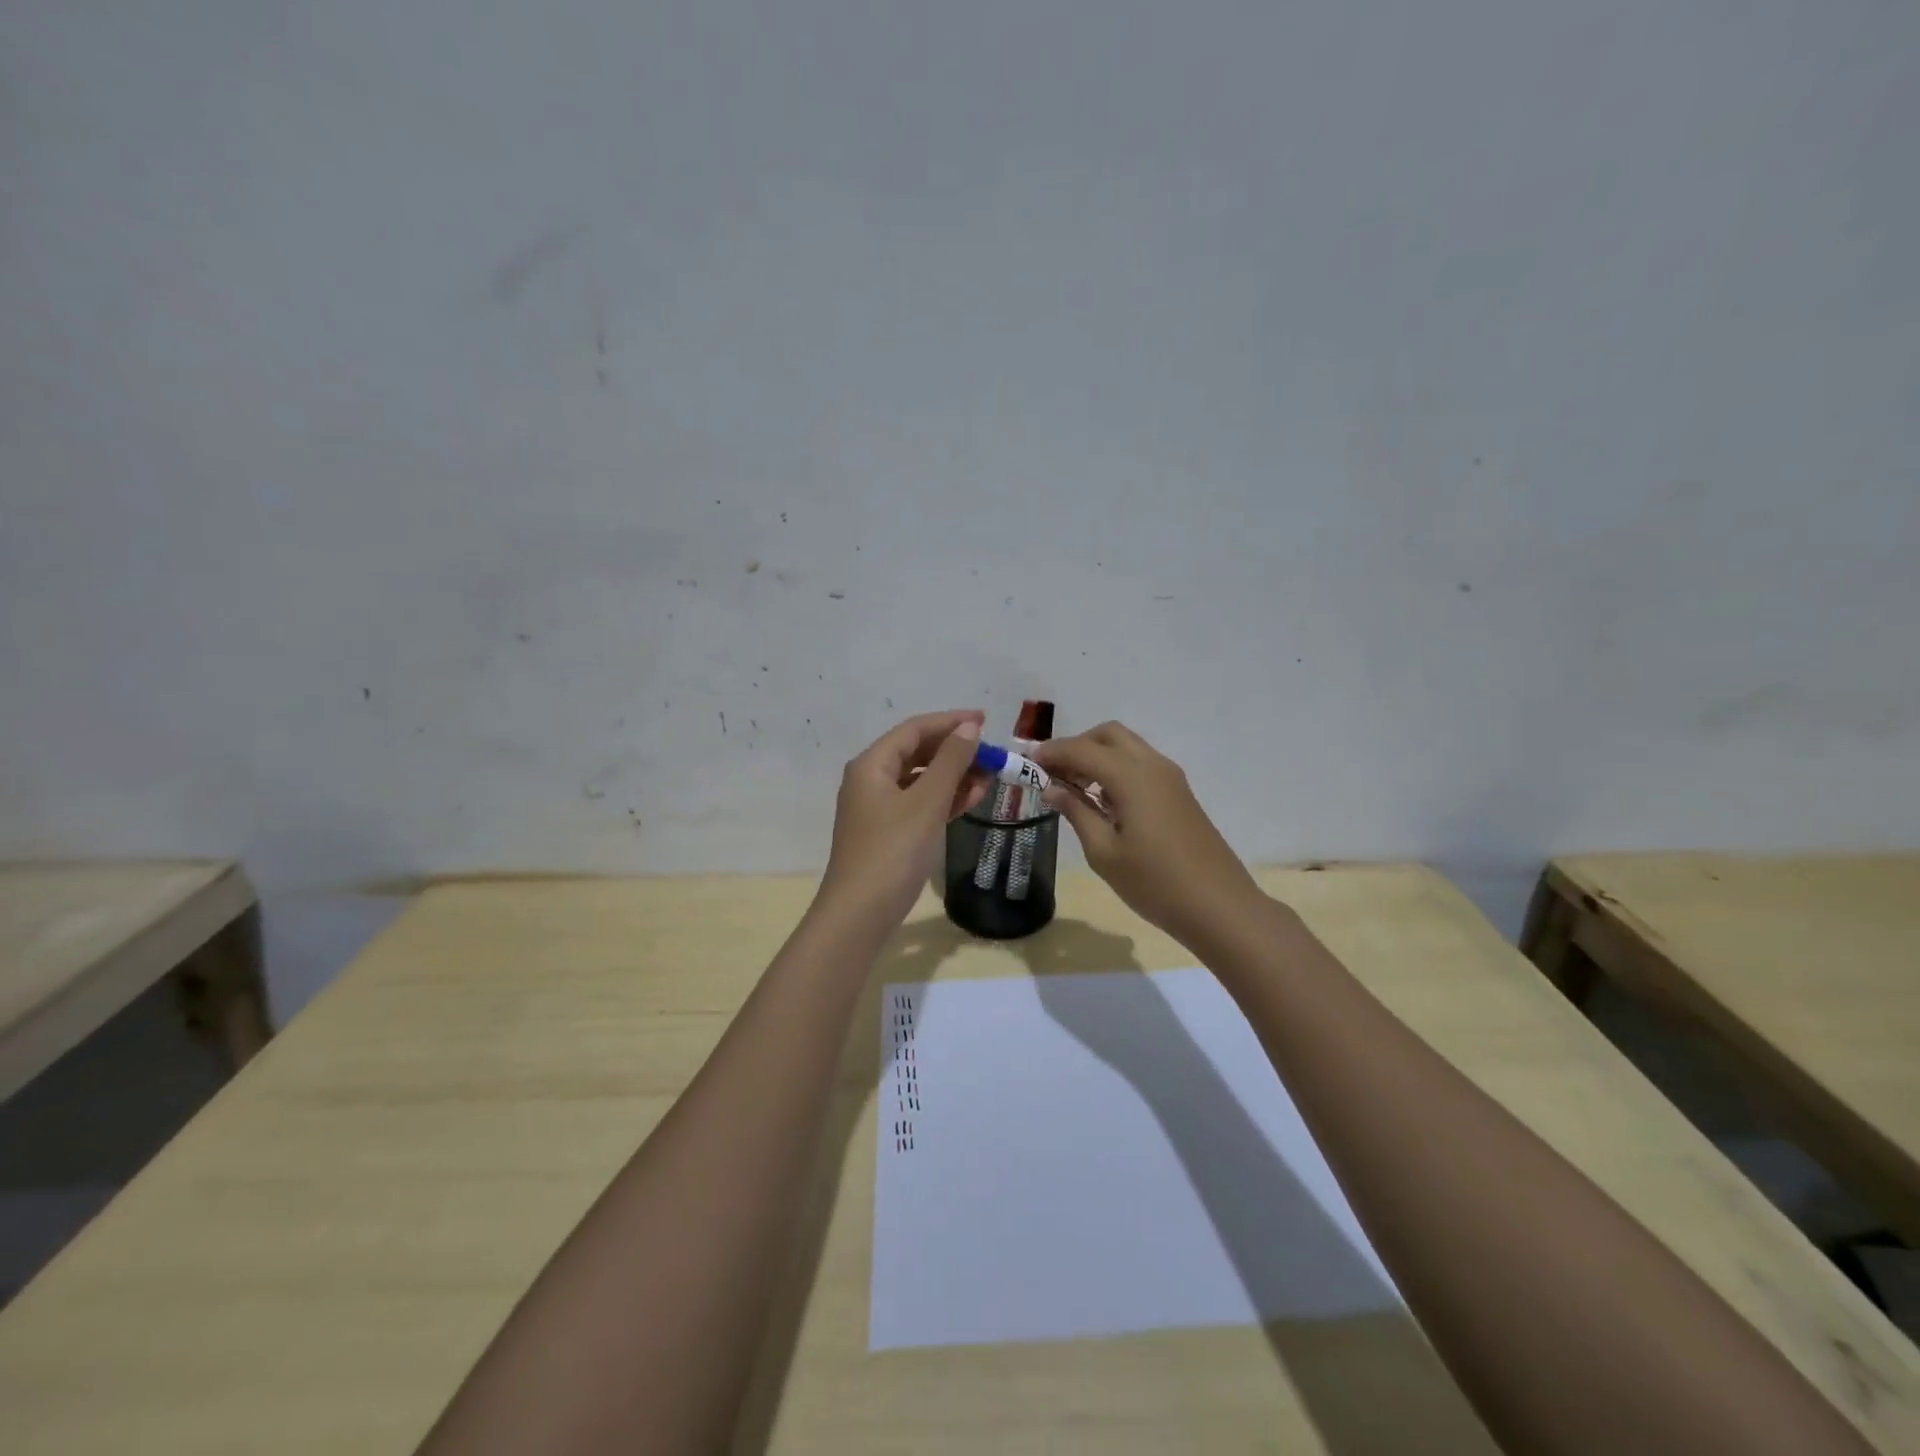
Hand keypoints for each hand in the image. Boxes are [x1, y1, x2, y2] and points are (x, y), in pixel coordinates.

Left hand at [818, 709, 990, 926]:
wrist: (860, 914)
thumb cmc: (893, 851)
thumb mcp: (926, 802)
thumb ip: (950, 761)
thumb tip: (969, 727)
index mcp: (872, 764)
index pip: (914, 729)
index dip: (951, 721)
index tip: (987, 720)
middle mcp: (870, 780)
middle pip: (917, 752)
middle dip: (955, 751)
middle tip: (992, 755)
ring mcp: (878, 808)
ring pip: (920, 780)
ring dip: (954, 776)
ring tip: (989, 778)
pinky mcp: (887, 833)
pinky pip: (919, 804)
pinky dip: (944, 799)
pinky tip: (971, 800)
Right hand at [1036, 721, 1262, 944]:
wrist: (1219, 906)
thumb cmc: (1154, 882)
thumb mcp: (1104, 852)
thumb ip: (1076, 812)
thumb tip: (1052, 788)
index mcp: (1131, 776)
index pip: (1082, 749)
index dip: (1052, 753)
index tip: (1028, 764)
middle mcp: (1152, 765)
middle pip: (1108, 735)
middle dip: (1077, 746)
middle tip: (1053, 774)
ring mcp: (1170, 778)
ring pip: (1127, 747)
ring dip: (1097, 756)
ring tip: (1073, 789)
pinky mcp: (1179, 793)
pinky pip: (1141, 765)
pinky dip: (1116, 769)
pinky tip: (1103, 801)